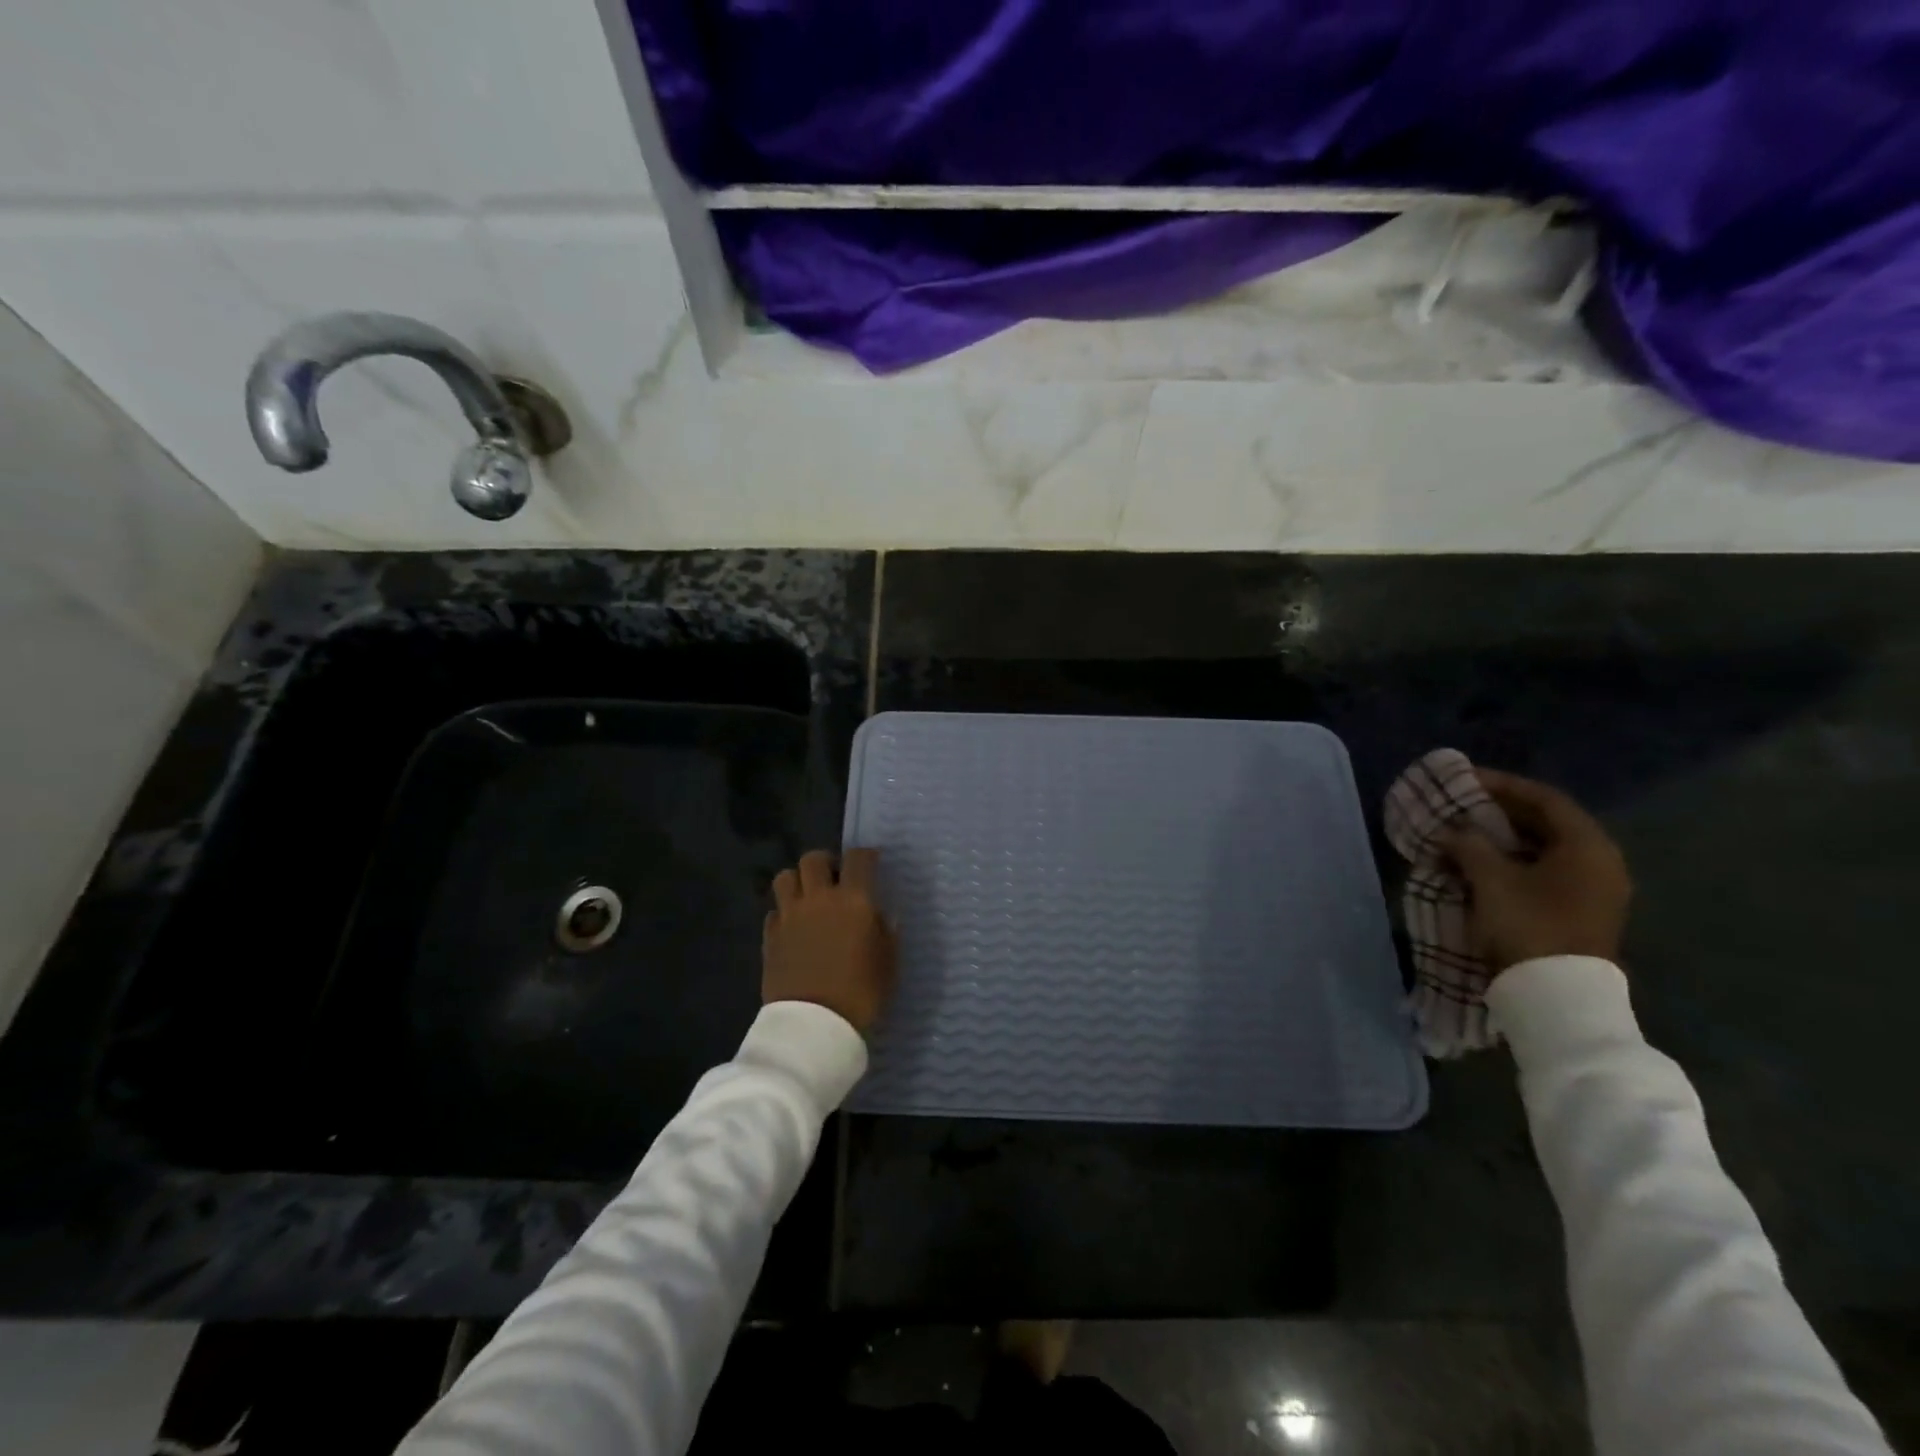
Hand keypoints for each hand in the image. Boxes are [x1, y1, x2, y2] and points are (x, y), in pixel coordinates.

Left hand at [763, 849, 895, 1034]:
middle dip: (825, 862)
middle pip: (813, 859)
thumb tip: (882, 913)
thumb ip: (886, 931)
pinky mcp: (769, 936)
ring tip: (808, 897)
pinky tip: (793, 927)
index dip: (865, 855)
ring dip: (798, 881)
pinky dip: (784, 912)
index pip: (858, 858)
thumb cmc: (862, 993)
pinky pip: (774, 910)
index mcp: (854, 900)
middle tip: (834, 878)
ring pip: (785, 877)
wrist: (815, 1026)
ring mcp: (790, 916)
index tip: (871, 862)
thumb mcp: (888, 962)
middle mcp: (819, 898)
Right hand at [1440, 770, 1631, 973]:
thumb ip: (1469, 845)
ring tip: (1466, 833)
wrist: (1557, 995)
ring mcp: (1595, 891)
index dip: (1504, 785)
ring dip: (1505, 838)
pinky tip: (1483, 864)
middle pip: (1549, 823)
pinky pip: (1546, 871)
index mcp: (1588, 846)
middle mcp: (1601, 862)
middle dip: (1502, 811)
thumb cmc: (1528, 924)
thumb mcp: (1490, 879)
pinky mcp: (1581, 912)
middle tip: (1463, 804)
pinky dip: (1514, 861)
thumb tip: (1452, 832)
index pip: (1545, 799)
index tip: (1467, 779)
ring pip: (1546, 849)